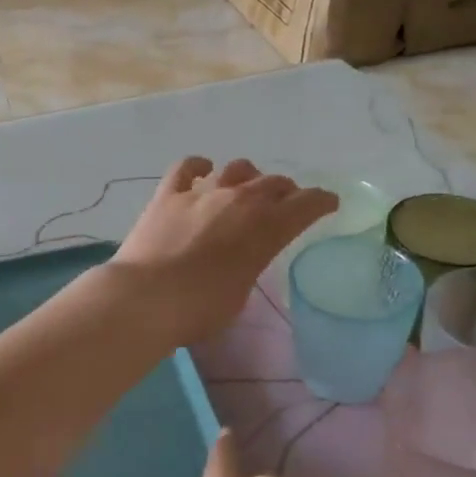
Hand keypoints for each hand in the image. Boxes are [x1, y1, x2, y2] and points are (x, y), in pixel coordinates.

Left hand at [109, 158, 335, 345]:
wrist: (147, 298)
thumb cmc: (200, 309)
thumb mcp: (240, 293)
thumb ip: (249, 264)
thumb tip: (241, 256)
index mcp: (267, 229)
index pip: (306, 205)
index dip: (321, 201)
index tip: (328, 202)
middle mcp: (240, 201)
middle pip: (273, 184)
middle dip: (285, 191)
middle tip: (285, 201)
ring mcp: (203, 193)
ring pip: (236, 169)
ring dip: (248, 176)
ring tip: (247, 185)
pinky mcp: (168, 194)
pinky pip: (187, 167)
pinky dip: (198, 166)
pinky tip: (202, 170)